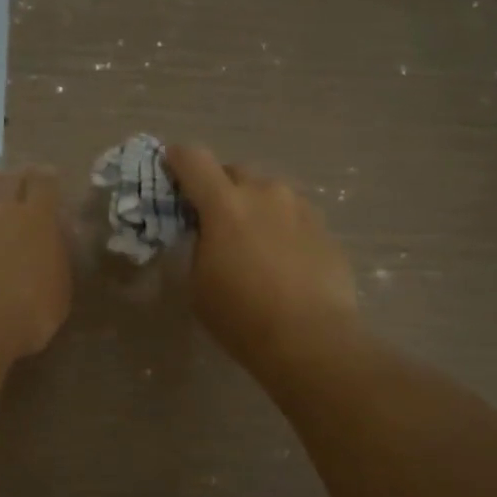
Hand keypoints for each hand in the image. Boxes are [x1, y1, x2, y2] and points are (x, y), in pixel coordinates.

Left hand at [0, 166, 71, 363]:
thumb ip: (56, 263)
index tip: (49, 182)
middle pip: (5, 178)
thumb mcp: (58, 295)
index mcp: (35, 218)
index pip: (44, 181)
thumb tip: (53, 248)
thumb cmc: (23, 313)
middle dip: (14, 180)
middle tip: (20, 191)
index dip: (47, 179)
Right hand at [165, 144, 359, 375]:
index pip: (193, 158)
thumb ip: (200, 244)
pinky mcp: (324, 226)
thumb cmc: (242, 316)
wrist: (311, 338)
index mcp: (225, 204)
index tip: (171, 171)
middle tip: (215, 221)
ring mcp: (300, 207)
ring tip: (254, 243)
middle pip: (233, 171)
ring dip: (254, 207)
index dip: (177, 160)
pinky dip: (282, 227)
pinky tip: (284, 260)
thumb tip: (209, 233)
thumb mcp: (199, 282)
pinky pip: (293, 214)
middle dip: (220, 189)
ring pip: (268, 192)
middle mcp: (265, 192)